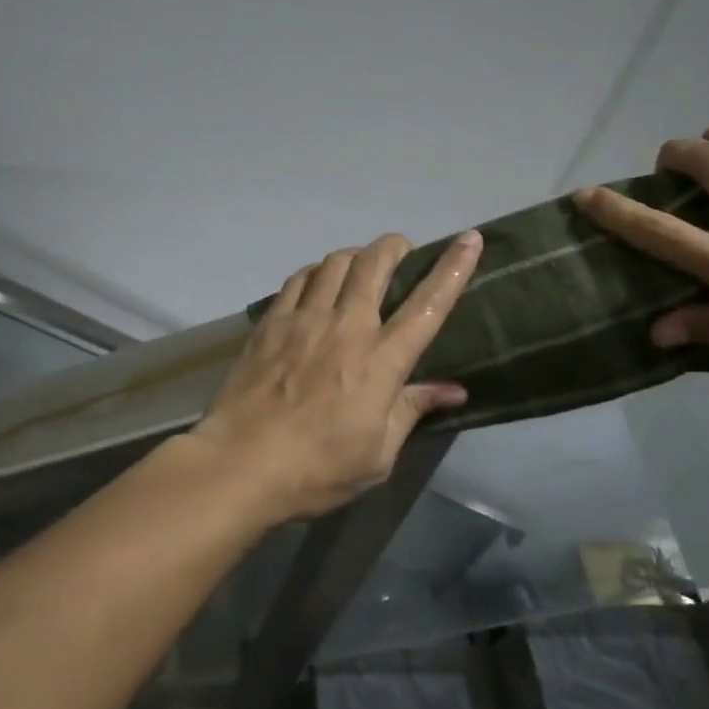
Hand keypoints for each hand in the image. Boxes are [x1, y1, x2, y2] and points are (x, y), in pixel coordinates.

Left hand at [189, 230, 482, 522]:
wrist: (240, 463)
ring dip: (354, 256)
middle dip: (393, 246)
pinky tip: (316, 283)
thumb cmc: (317, 468)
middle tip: (401, 251)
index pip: (427, 306)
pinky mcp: (270, 323)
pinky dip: (315, 272)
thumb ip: (412, 411)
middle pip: (374, 264)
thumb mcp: (377, 455)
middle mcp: (345, 327)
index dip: (452, 268)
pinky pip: (298, 279)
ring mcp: (304, 320)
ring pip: (334, 263)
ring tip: (360, 268)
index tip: (468, 239)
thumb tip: (453, 390)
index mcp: (380, 362)